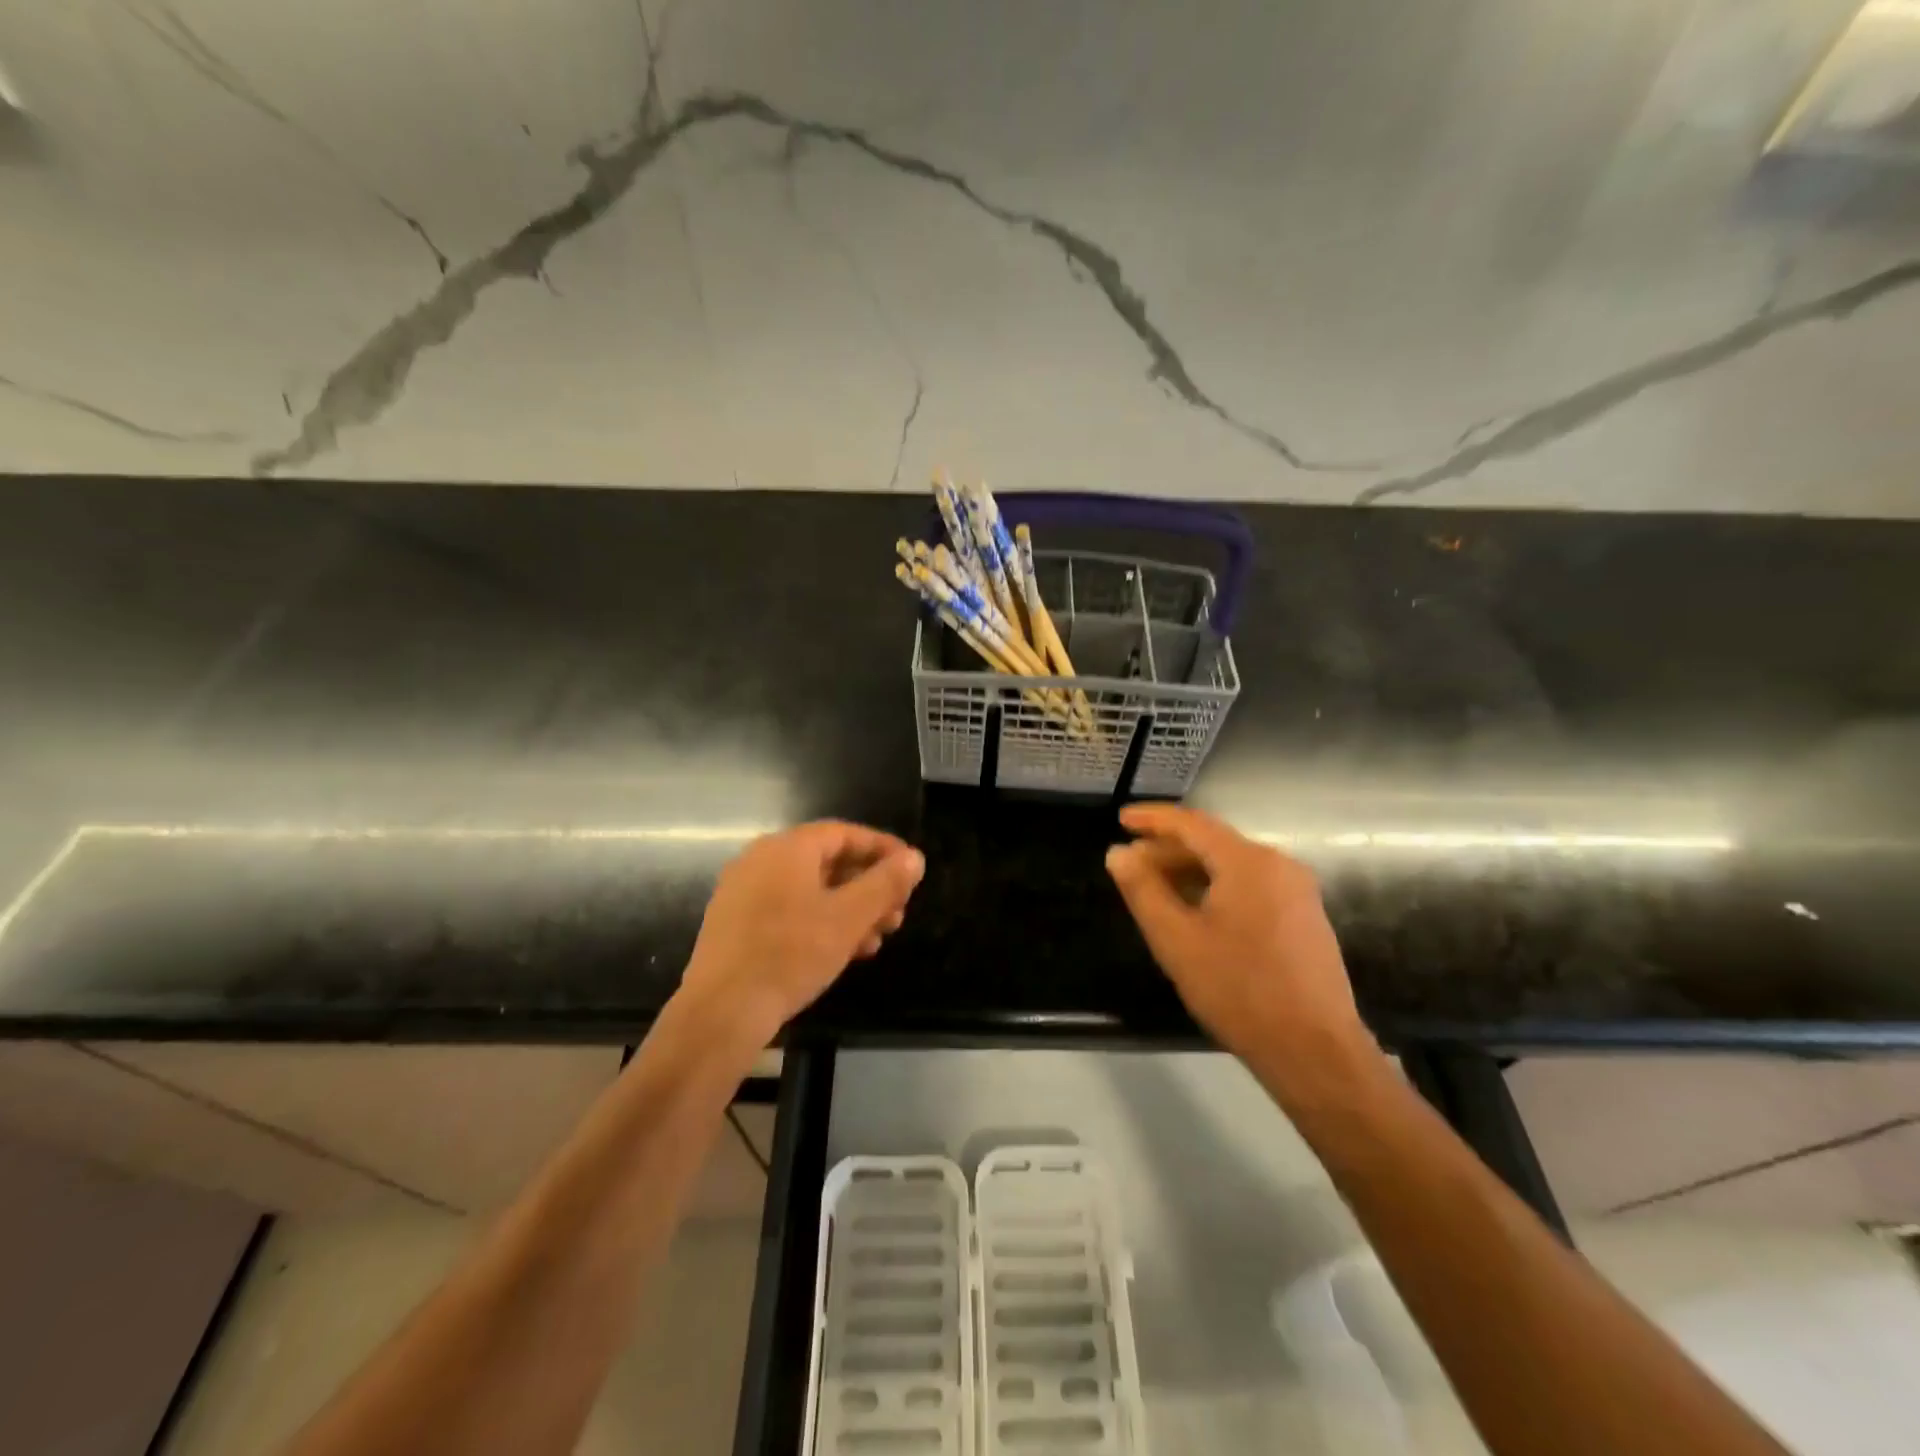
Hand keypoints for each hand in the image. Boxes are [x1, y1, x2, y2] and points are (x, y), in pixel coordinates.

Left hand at [678, 821, 924, 1043]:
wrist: (721, 1012)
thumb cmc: (790, 955)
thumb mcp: (849, 918)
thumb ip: (885, 884)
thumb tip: (915, 858)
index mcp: (787, 848)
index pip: (845, 834)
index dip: (883, 849)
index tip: (911, 870)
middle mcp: (761, 860)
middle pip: (828, 862)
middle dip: (869, 887)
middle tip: (898, 913)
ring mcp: (744, 892)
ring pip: (810, 890)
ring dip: (849, 910)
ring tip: (877, 940)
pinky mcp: (735, 924)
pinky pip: (789, 910)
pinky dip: (820, 923)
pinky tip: (843, 952)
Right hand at [1105, 804, 1368, 1066]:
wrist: (1315, 1050)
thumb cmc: (1238, 990)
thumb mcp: (1176, 940)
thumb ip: (1143, 890)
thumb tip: (1118, 853)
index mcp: (1248, 862)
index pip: (1192, 823)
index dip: (1152, 819)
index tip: (1121, 819)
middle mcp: (1278, 864)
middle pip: (1214, 843)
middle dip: (1169, 849)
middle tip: (1131, 863)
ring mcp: (1297, 891)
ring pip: (1233, 866)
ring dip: (1191, 870)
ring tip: (1156, 887)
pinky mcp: (1305, 917)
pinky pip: (1252, 886)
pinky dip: (1217, 887)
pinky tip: (1195, 910)